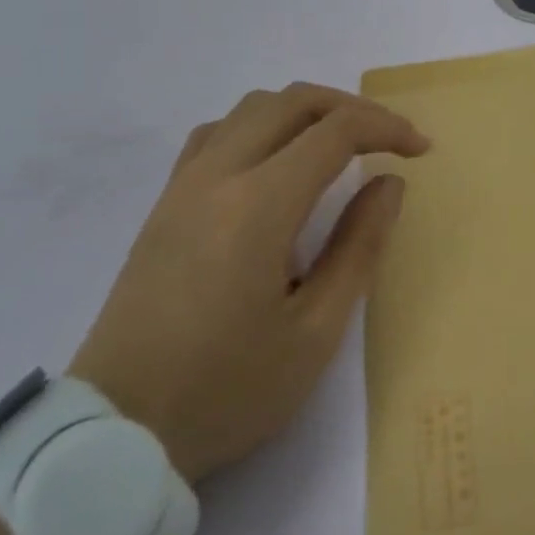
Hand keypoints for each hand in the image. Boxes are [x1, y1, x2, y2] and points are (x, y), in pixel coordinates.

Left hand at [69, 84, 429, 480]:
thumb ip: (359, 247)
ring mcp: (183, 186)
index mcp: (258, 206)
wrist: (115, 434)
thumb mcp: (315, 332)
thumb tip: (388, 183)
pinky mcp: (164, 204)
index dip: (386, 128)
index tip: (420, 150)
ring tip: (339, 145)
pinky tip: (276, 162)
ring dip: (305, 111)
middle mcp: (217, 177)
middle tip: (388, 139)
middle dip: (351, 107)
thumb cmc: (226, 390)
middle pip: (292, 101)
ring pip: (252, 108)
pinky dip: (261, 126)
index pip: (334, 131)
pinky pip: (218, 133)